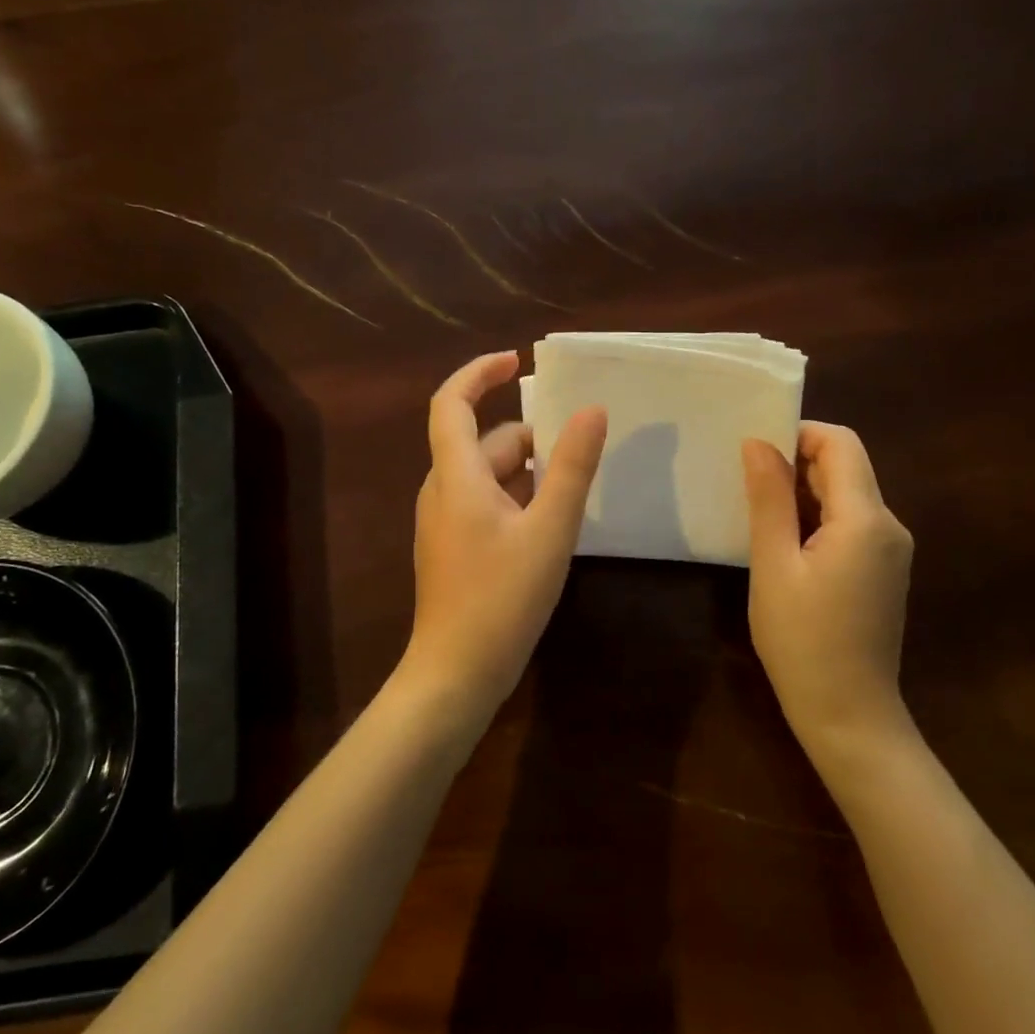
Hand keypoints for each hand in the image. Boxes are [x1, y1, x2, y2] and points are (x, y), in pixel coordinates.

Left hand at [404, 352, 607, 716]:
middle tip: (580, 454)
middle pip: (484, 443)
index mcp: (456, 476)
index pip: (452, 403)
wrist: (456, 673)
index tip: (517, 360)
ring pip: (488, 477)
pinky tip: (549, 528)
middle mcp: (442, 491)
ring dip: (528, 474)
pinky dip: (518, 500)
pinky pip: (486, 504)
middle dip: (531, 440)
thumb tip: (592, 410)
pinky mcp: (452, 548)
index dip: (479, 373)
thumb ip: (571, 467)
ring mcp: (444, 522)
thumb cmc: (501, 597)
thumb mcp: (550, 530)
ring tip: (573, 495)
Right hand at [742, 423, 914, 776]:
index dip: (798, 434)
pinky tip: (784, 543)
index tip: (754, 451)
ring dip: (804, 491)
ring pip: (847, 494)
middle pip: (846, 466)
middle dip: (796, 462)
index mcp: (866, 519)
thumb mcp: (773, 566)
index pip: (841, 443)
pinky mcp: (883, 570)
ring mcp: (891, 549)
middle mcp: (889, 525)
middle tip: (746, 482)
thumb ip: (769, 499)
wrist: (849, 715)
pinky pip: (851, 523)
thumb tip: (758, 442)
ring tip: (758, 512)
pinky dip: (817, 517)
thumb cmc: (802, 641)